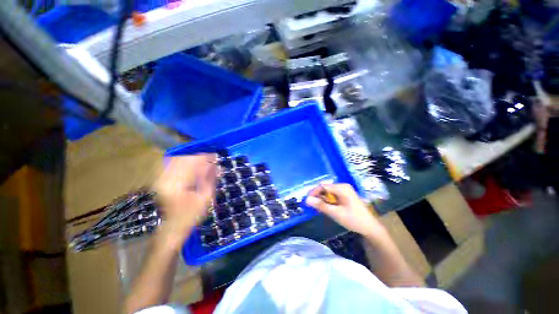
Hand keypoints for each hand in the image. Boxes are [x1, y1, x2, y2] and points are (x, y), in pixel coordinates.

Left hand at [154, 154, 216, 249]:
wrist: (172, 229)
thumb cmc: (191, 216)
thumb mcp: (205, 199)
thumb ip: (209, 180)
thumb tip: (215, 165)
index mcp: (177, 185)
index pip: (191, 163)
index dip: (205, 158)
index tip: (216, 157)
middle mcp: (165, 179)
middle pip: (183, 159)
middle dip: (199, 157)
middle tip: (211, 160)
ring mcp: (161, 180)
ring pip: (177, 160)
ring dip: (192, 160)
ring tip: (204, 163)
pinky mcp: (161, 181)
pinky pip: (173, 166)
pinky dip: (185, 164)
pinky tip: (194, 167)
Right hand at [306, 184, 384, 238]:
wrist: (370, 228)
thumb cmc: (354, 220)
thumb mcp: (336, 213)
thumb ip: (321, 205)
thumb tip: (307, 199)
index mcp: (342, 188)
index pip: (323, 186)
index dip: (314, 192)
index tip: (307, 201)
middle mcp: (343, 186)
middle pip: (325, 188)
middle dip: (318, 196)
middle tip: (313, 207)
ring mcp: (345, 190)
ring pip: (328, 192)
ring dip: (322, 199)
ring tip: (319, 209)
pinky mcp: (345, 195)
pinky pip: (333, 195)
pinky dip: (328, 201)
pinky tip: (327, 208)